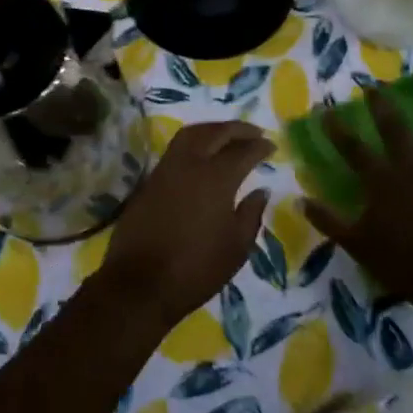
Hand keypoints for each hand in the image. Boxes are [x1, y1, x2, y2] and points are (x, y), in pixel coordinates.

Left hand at [97, 121, 272, 330]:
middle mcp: (190, 164)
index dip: (260, 146)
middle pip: (215, 133)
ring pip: (191, 134)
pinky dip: (194, 142)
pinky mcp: (150, 180)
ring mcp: (166, 169)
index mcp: (216, 178)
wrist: (140, 283)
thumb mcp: (236, 247)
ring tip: (228, 137)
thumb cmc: (196, 269)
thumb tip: (260, 190)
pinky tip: (202, 155)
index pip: (243, 151)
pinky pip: (175, 148)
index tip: (272, 146)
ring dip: (212, 130)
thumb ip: (251, 214)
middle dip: (237, 129)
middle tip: (254, 133)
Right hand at [306, 87, 412, 305]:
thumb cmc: (397, 259)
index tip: (325, 109)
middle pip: (394, 130)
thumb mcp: (354, 242)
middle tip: (374, 87)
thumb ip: (328, 220)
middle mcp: (409, 169)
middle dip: (382, 107)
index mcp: (380, 180)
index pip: (352, 147)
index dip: (336, 128)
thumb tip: (300, 201)